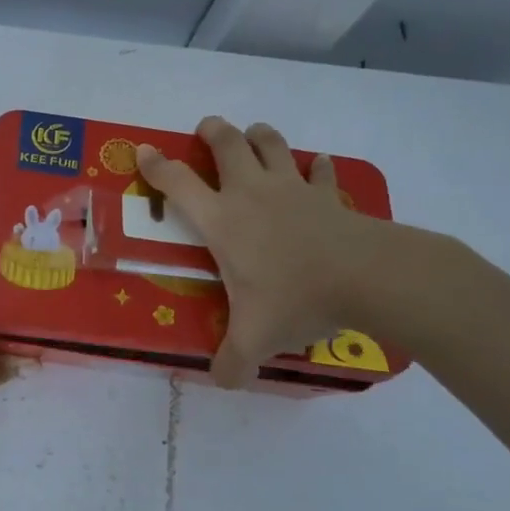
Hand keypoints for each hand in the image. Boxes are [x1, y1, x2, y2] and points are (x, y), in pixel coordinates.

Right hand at [135, 116, 410, 387]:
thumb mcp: (256, 338)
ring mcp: (293, 189)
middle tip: (207, 128)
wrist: (366, 277)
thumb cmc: (297, 298)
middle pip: (227, 144)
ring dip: (259, 135)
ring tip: (254, 135)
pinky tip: (318, 166)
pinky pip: (320, 171)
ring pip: (271, 144)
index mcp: (223, 221)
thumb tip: (222, 382)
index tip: (143, 150)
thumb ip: (233, 362)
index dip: (156, 166)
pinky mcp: (328, 195)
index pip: (178, 184)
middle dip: (213, 131)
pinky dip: (317, 166)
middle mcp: (252, 194)